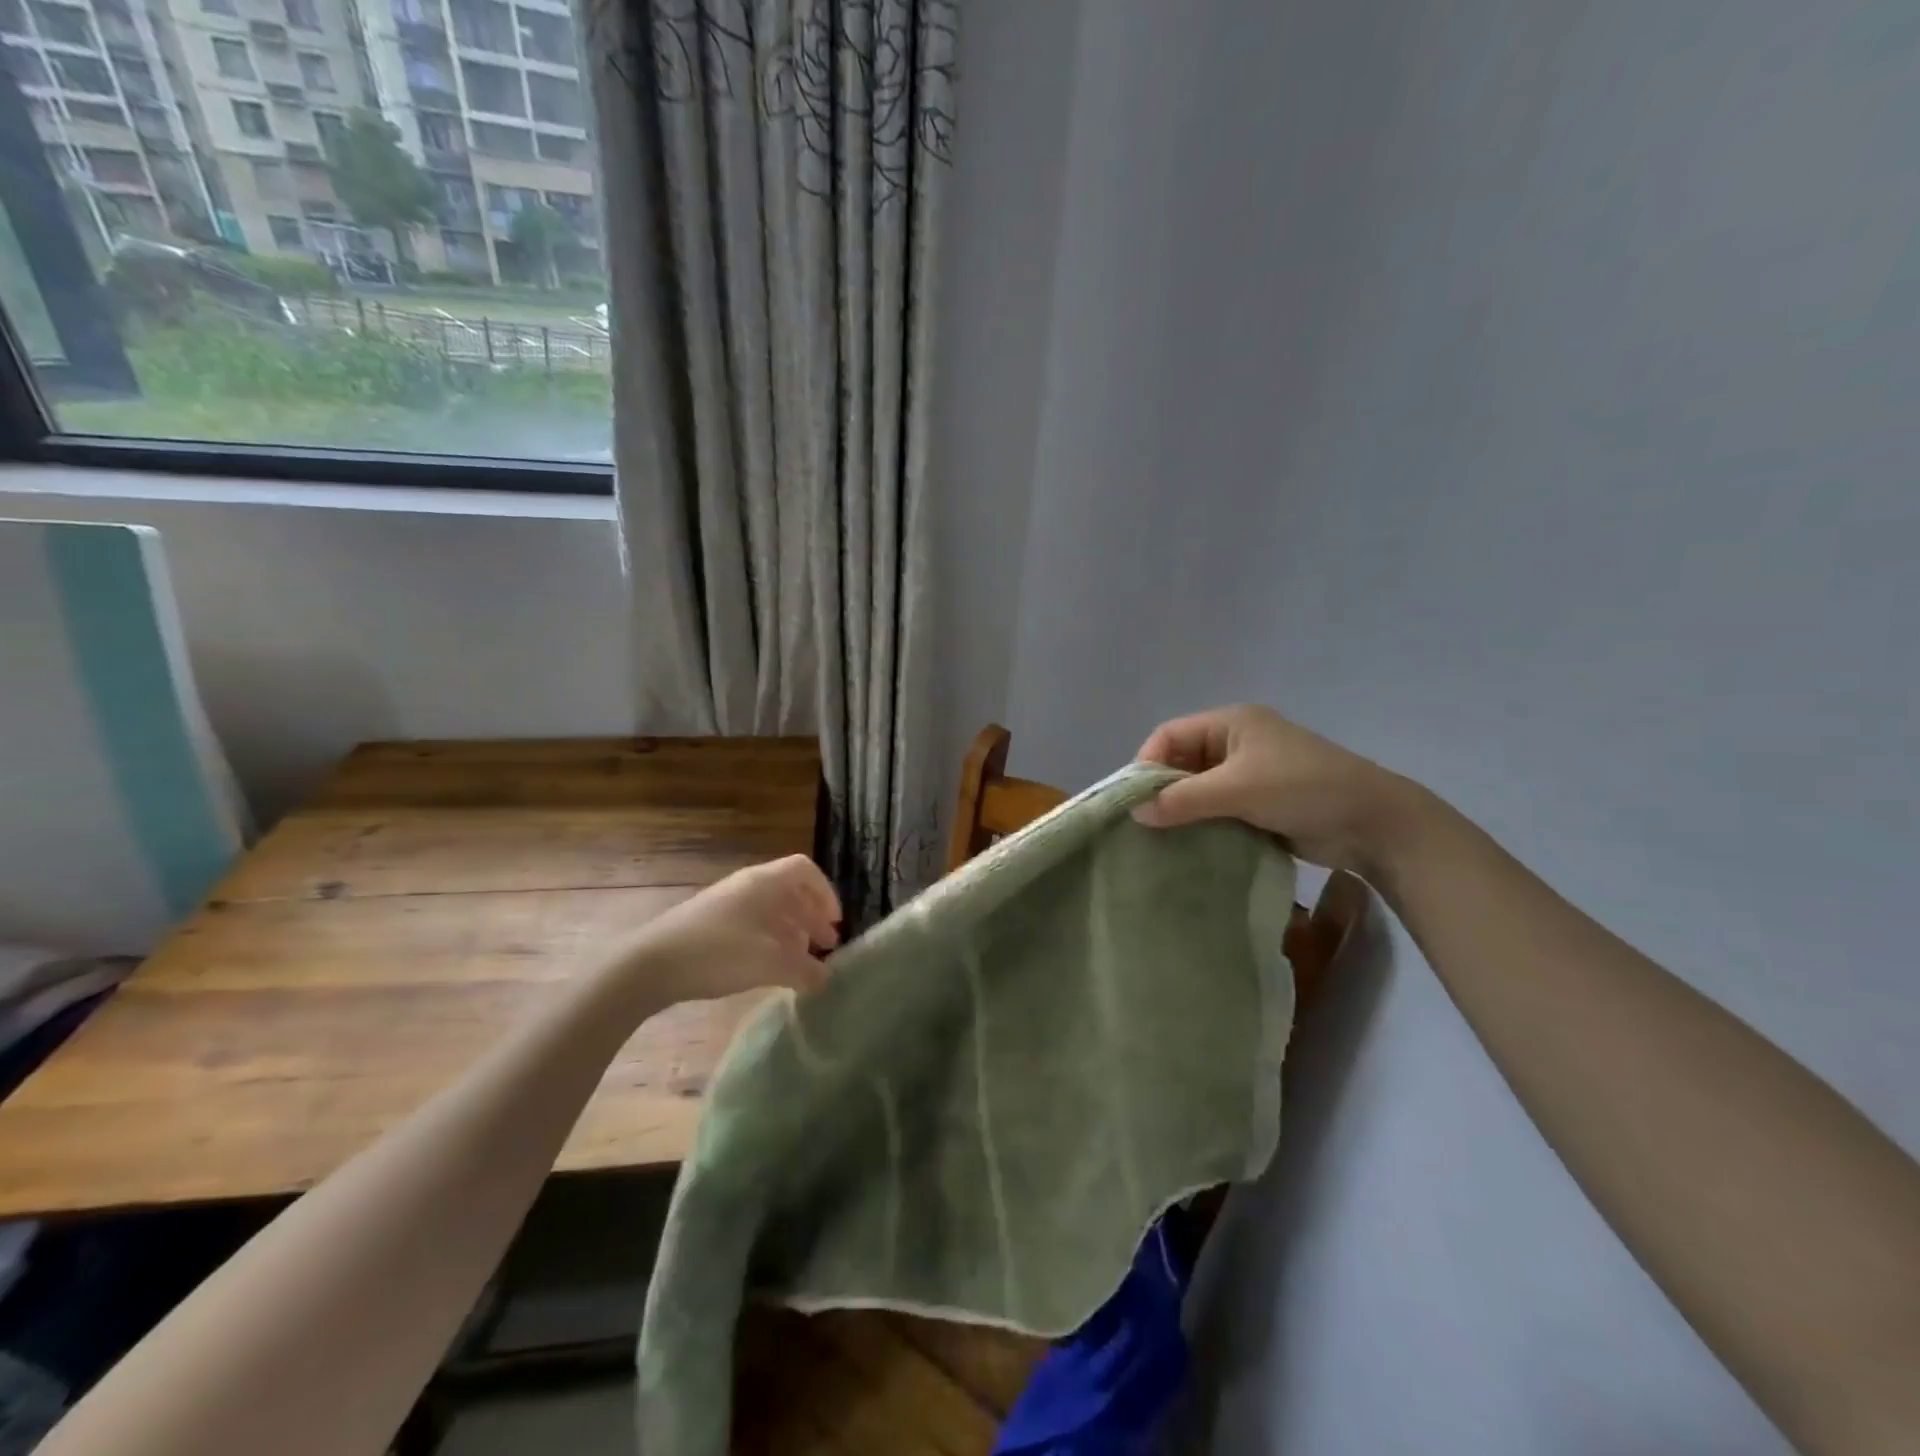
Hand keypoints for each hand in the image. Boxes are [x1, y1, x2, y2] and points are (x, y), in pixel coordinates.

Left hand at [615, 855, 841, 1005]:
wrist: (651, 965)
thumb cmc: (719, 952)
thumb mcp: (770, 963)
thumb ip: (805, 970)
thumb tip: (826, 978)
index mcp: (765, 882)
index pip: (805, 870)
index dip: (826, 893)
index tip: (834, 923)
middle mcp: (747, 885)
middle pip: (790, 890)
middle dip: (811, 916)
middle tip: (825, 946)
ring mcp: (726, 903)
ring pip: (770, 909)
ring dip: (792, 931)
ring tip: (800, 961)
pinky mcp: (710, 924)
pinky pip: (752, 923)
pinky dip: (769, 939)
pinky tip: (768, 967)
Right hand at [1132, 705, 1419, 873]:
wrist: (1373, 823)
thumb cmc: (1302, 789)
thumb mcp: (1237, 789)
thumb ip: (1184, 799)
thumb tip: (1136, 813)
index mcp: (1230, 723)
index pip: (1170, 735)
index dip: (1147, 763)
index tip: (1134, 800)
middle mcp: (1236, 744)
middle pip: (1182, 761)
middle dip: (1163, 790)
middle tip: (1144, 823)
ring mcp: (1250, 775)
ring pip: (1199, 789)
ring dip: (1182, 811)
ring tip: (1162, 839)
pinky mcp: (1260, 803)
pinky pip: (1218, 810)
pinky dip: (1203, 824)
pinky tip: (1189, 846)